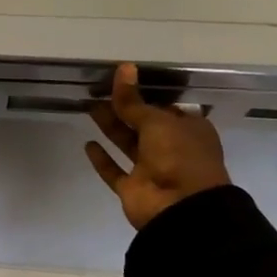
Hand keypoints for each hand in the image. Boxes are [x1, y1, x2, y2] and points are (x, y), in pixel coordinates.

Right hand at [85, 63, 231, 228]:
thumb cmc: (179, 156)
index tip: (122, 82)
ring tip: (89, 107)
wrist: (181, 209)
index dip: (145, 95)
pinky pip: (115, 171)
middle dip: (122, 109)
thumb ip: (133, 100)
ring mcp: (152, 170)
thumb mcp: (157, 121)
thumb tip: (123, 68)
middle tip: (98, 90)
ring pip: (127, 144)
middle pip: (143, 124)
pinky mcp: (133, 189)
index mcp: (188, 130)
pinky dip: (102, 160)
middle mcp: (172, 149)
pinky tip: (88, 144)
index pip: (165, 108)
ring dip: (110, 127)